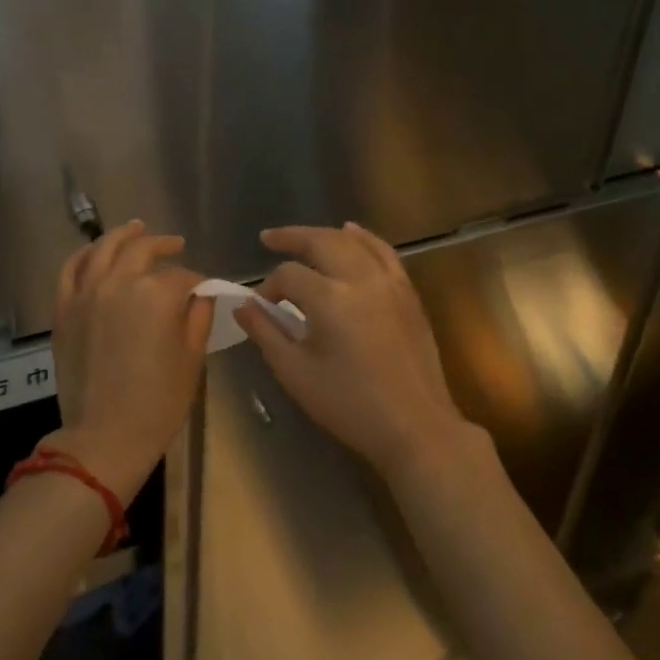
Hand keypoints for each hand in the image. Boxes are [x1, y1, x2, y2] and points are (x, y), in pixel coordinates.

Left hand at [47, 221, 211, 501]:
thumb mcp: (192, 358)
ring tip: (136, 228)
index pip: (182, 276)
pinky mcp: (64, 309)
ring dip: (124, 235)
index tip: (203, 290)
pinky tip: (95, 251)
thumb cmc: (158, 402)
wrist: (105, 436)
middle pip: (143, 250)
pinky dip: (84, 254)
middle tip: (176, 245)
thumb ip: (198, 316)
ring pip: (104, 248)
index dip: (197, 282)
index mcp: (156, 294)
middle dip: (163, 245)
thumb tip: (199, 294)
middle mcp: (119, 282)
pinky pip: (71, 269)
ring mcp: (86, 293)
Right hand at [234, 222, 472, 485]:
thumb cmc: (350, 405)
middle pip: (321, 242)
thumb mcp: (297, 373)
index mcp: (330, 299)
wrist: (415, 426)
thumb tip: (243, 306)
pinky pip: (384, 252)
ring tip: (302, 237)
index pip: (288, 276)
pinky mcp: (407, 292)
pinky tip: (351, 232)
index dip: (269, 287)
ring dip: (324, 234)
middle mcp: (360, 279)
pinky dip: (364, 238)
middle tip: (269, 238)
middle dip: (291, 238)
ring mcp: (389, 282)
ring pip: (352, 242)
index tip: (262, 308)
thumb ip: (266, 334)